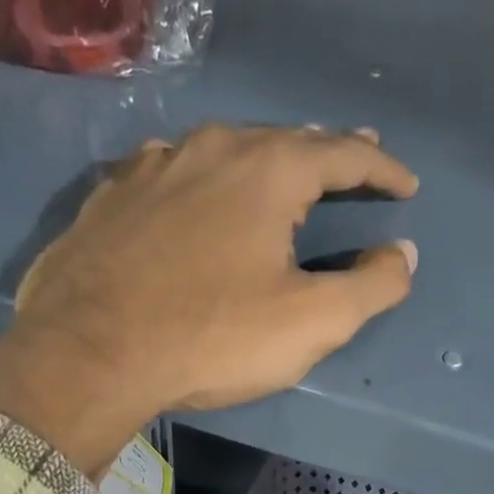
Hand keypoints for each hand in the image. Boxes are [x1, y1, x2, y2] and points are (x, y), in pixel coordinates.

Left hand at [0, 124, 418, 473]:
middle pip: (284, 140)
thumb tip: (402, 254)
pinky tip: (198, 192)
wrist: (88, 352)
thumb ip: (370, 285)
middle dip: (326, 153)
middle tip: (355, 160)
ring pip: (224, 150)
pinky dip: (203, 179)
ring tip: (282, 169)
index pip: (342, 154)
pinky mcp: (111, 197)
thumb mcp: (311, 322)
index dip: (381, 170)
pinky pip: (173, 173)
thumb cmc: (211, 337)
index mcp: (267, 169)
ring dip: (263, 160)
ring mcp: (152, 166)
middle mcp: (210, 148)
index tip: (406, 186)